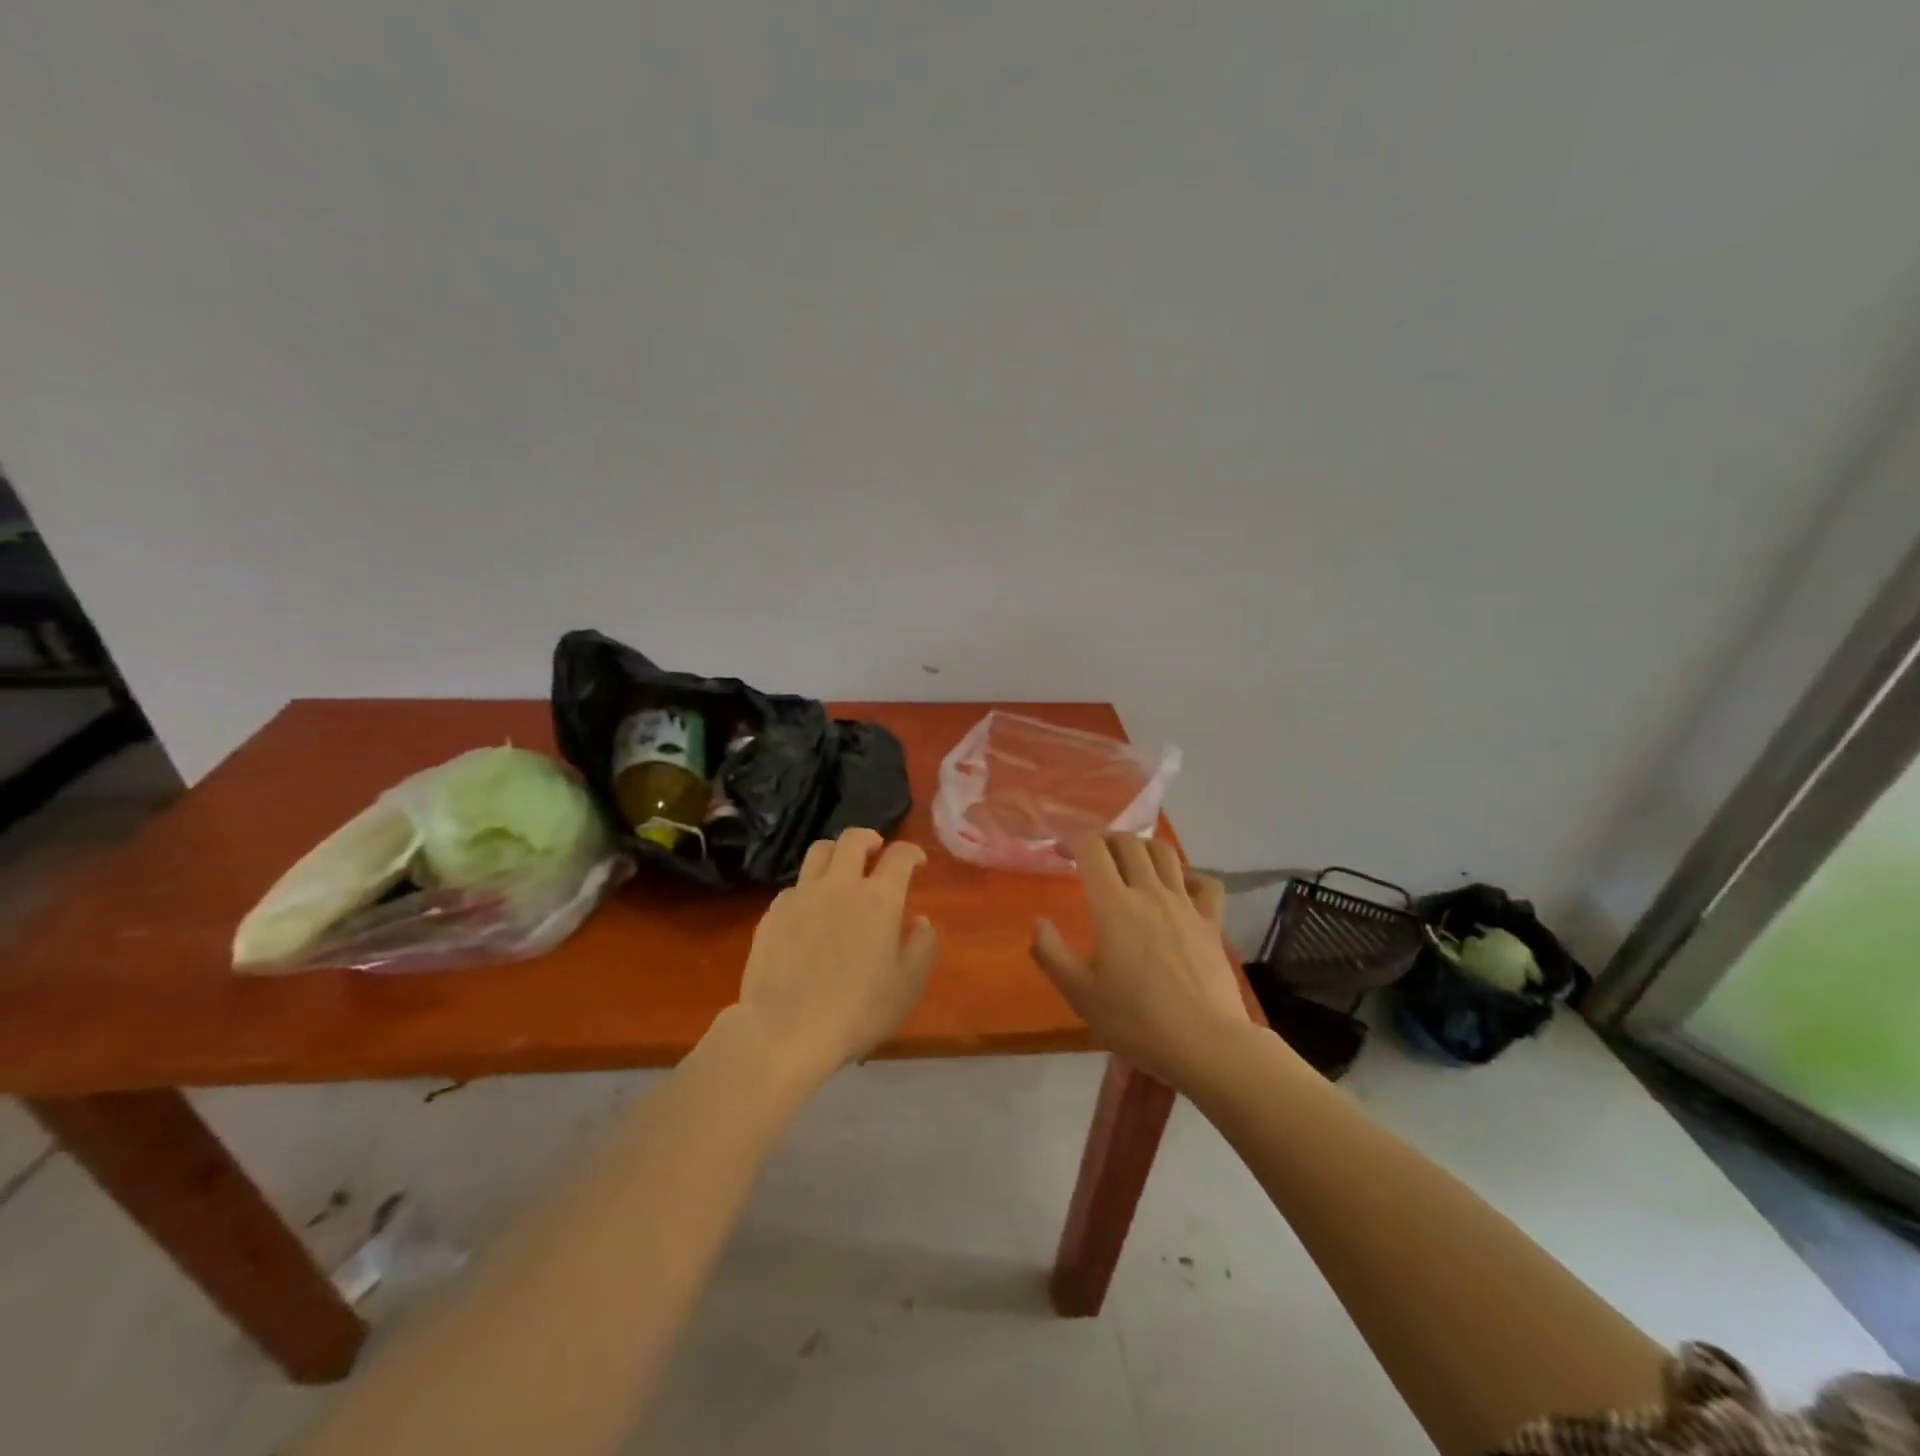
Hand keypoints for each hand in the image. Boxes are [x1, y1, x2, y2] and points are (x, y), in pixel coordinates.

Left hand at [729, 828, 938, 1090]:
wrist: (785, 1031)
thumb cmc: (857, 1012)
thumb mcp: (907, 985)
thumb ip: (921, 946)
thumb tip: (920, 921)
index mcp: (879, 898)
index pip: (899, 855)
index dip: (912, 852)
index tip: (917, 862)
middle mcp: (840, 885)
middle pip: (853, 839)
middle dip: (870, 839)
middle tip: (876, 852)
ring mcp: (801, 896)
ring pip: (819, 851)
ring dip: (836, 854)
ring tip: (842, 872)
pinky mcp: (772, 913)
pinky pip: (794, 886)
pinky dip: (809, 888)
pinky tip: (810, 912)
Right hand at [1030, 833, 1248, 1088]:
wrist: (1205, 1044)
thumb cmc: (1136, 1020)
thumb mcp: (1080, 993)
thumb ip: (1051, 953)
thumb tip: (1038, 922)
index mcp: (1114, 906)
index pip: (1093, 850)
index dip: (1074, 841)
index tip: (1061, 852)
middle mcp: (1150, 893)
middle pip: (1129, 844)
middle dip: (1106, 840)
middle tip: (1093, 855)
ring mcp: (1185, 905)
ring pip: (1165, 854)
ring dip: (1143, 847)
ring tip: (1131, 860)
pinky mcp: (1211, 923)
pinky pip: (1205, 883)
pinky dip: (1189, 874)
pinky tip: (1181, 886)